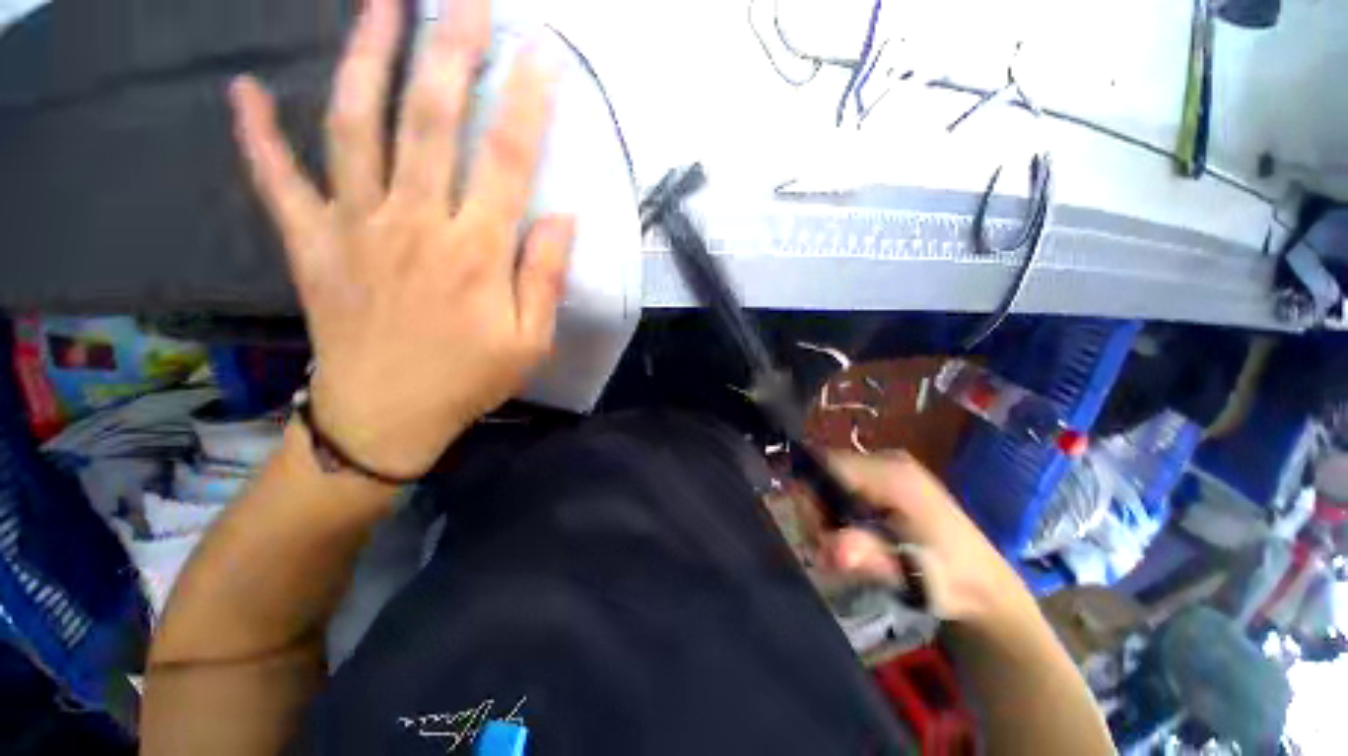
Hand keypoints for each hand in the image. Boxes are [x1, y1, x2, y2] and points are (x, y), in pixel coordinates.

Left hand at [229, 0, 571, 477]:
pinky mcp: (312, 245)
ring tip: (380, 3)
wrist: (386, 417)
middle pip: (432, 119)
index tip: (542, 55)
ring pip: (356, 126)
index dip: (526, 103)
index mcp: (475, 252)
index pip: (507, 160)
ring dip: (365, 57)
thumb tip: (563, 217)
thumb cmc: (469, 379)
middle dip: (451, 49)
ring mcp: (355, 227)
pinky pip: (277, 180)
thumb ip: (545, 277)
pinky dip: (257, 135)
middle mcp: (415, 222)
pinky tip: (246, 91)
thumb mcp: (530, 340)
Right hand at [822, 452, 1032, 624]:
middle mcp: (887, 461)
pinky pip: (844, 485)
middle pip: (825, 471)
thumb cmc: (952, 580)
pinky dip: (837, 510)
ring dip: (825, 513)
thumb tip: (831, 549)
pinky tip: (850, 536)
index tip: (815, 533)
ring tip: (840, 548)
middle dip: (816, 509)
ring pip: (830, 479)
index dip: (809, 494)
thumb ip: (871, 557)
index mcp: (893, 475)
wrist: (987, 585)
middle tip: (827, 549)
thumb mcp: (913, 574)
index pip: (827, 465)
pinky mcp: (887, 479)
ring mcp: (887, 468)